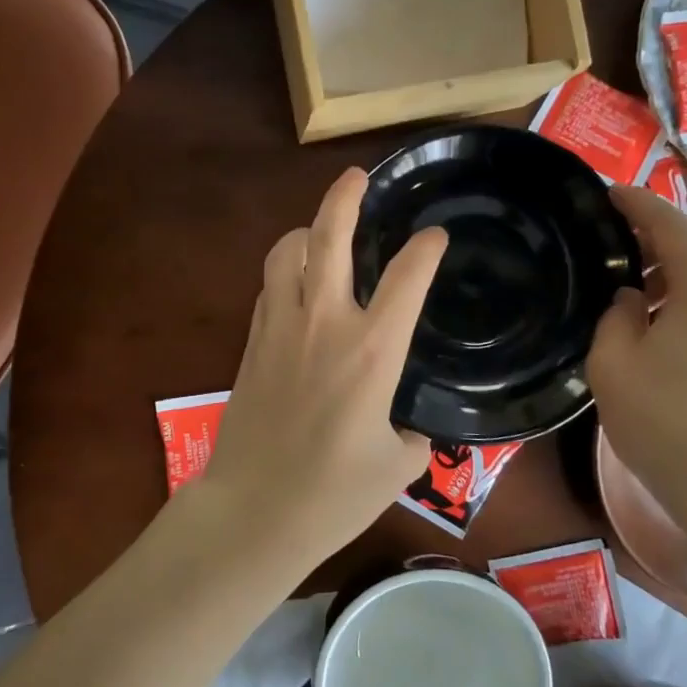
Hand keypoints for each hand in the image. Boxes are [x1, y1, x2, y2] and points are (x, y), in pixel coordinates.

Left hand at [193, 168, 448, 565]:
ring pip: (285, 252)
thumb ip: (412, 434)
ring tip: (320, 229)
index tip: (434, 235)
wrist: (254, 509)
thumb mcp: (397, 466)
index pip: (406, 277)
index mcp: (372, 349)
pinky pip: (269, 286)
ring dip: (305, 231)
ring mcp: (280, 327)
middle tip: (358, 177)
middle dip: (345, 197)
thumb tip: (408, 424)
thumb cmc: (334, 493)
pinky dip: (284, 270)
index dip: (425, 248)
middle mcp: (325, 322)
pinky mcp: (252, 341)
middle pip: (329, 237)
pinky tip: (295, 282)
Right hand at [588, 186, 686, 520]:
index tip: (607, 191)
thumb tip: (633, 297)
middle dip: (660, 228)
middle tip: (615, 230)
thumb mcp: (613, 360)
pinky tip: (665, 306)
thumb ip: (617, 312)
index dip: (637, 203)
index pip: (671, 224)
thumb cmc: (663, 420)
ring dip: (679, 258)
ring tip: (635, 269)